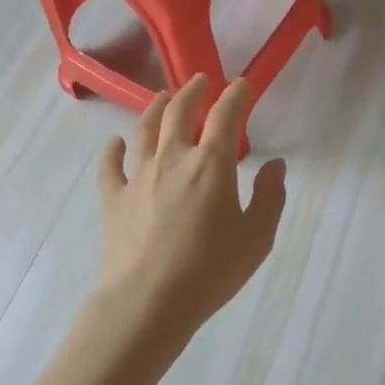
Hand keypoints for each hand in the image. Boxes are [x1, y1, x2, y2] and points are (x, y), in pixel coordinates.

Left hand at [96, 75, 287, 342]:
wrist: (147, 303)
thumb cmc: (210, 271)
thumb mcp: (257, 238)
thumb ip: (270, 198)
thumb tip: (275, 166)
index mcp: (211, 164)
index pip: (226, 115)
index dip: (236, 94)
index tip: (243, 84)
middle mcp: (173, 158)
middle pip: (179, 111)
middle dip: (193, 91)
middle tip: (201, 81)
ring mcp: (138, 176)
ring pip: (144, 129)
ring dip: (155, 108)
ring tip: (162, 97)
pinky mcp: (113, 198)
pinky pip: (110, 166)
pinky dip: (113, 150)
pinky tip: (115, 143)